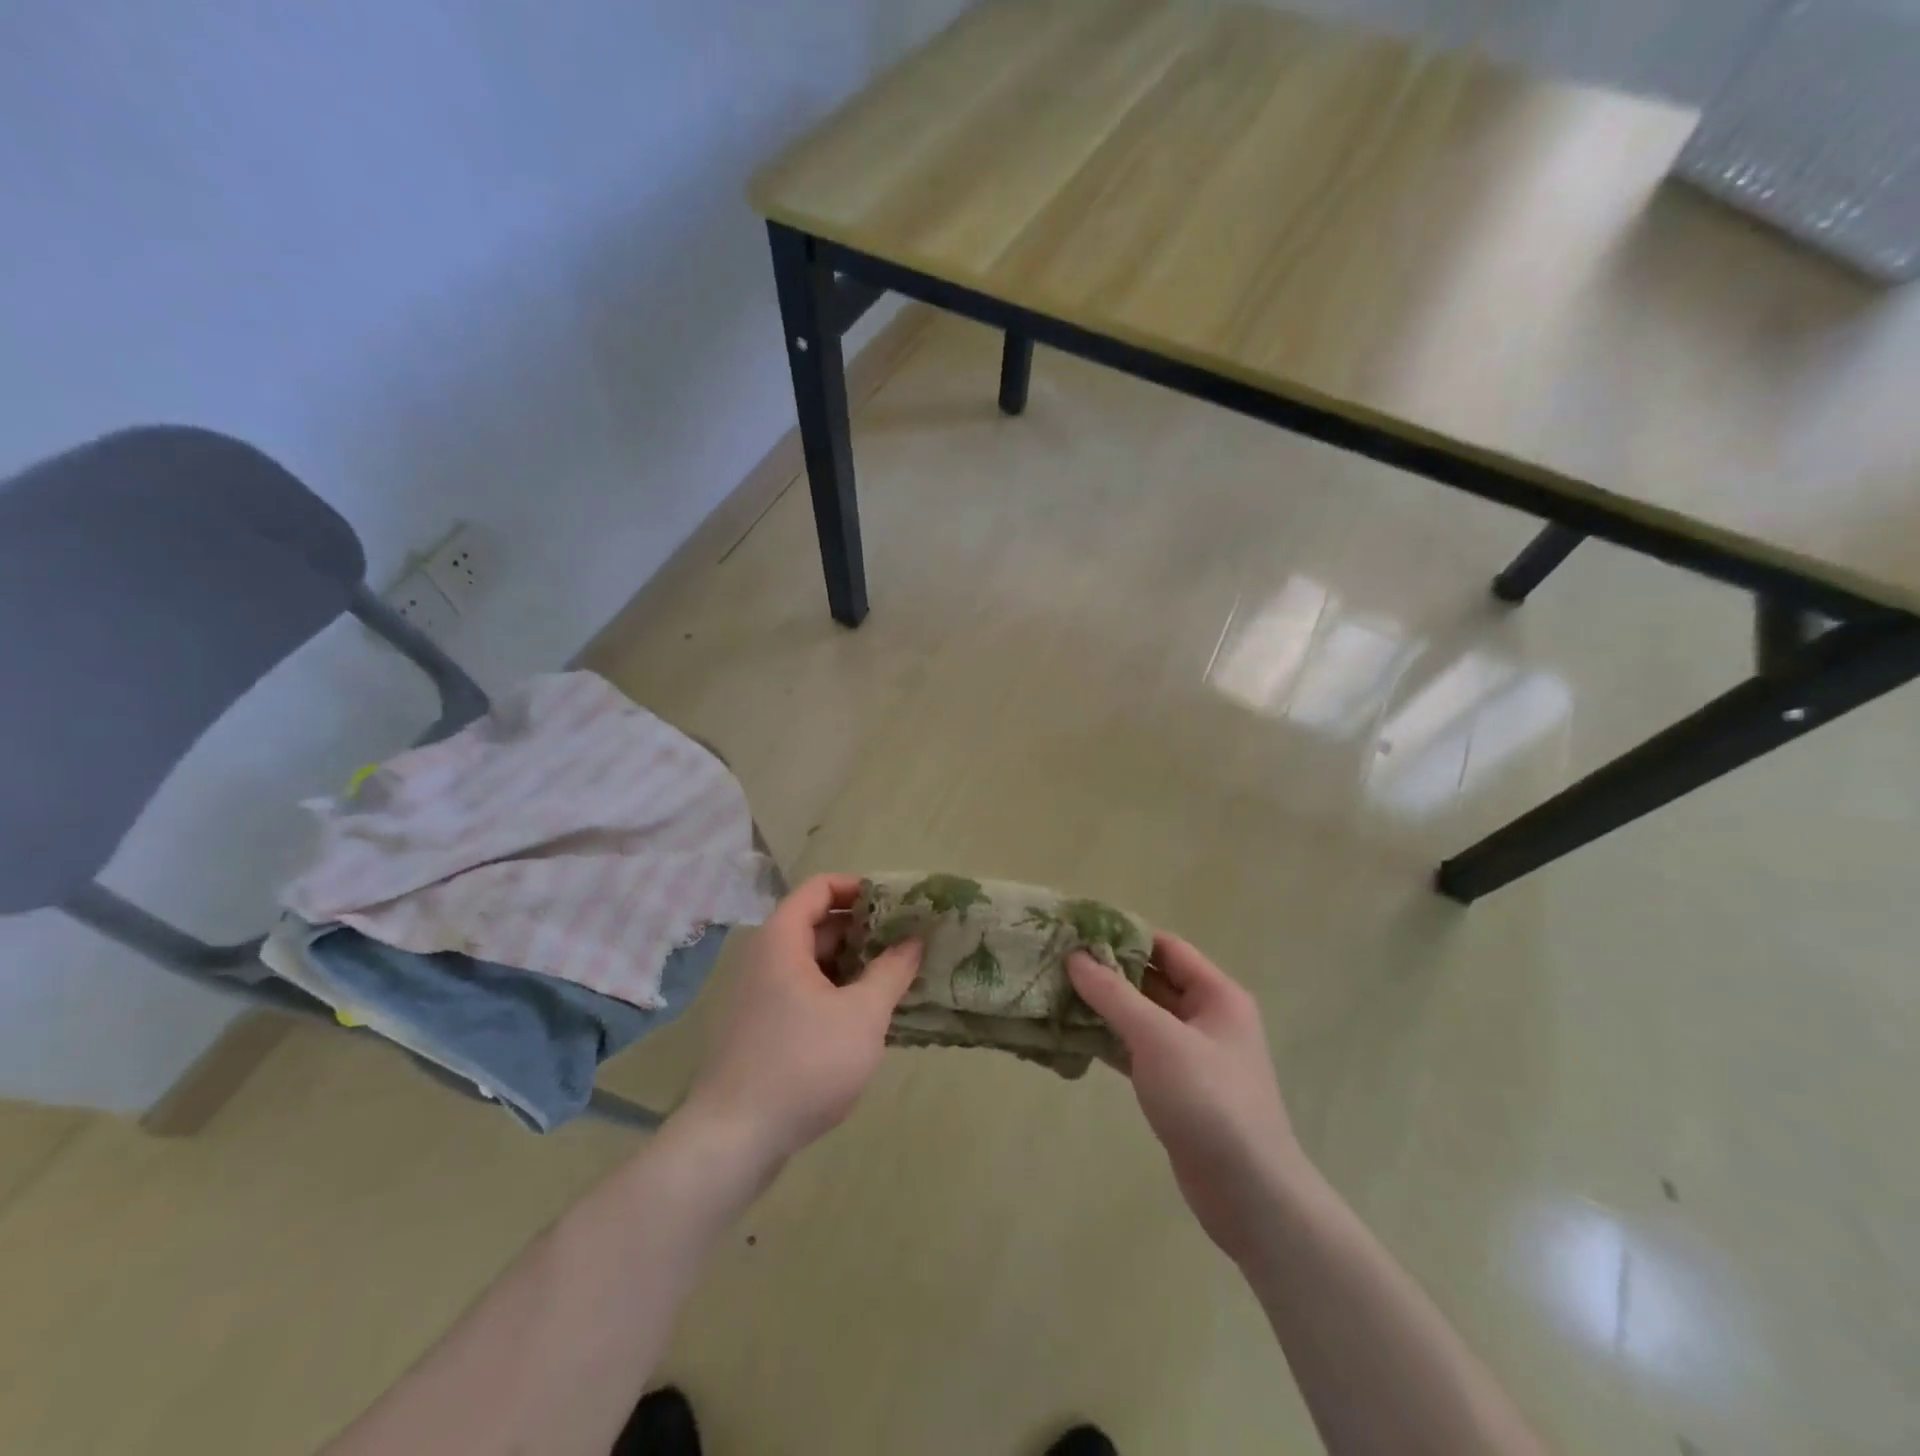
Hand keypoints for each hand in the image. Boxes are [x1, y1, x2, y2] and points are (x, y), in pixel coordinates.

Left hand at [682, 874, 921, 1165]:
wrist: (733, 1140)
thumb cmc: (804, 1064)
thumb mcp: (862, 1015)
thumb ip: (892, 971)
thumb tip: (914, 940)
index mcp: (782, 940)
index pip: (820, 887)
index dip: (859, 887)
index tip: (896, 904)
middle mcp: (764, 958)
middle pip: (816, 923)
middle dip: (863, 929)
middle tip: (906, 942)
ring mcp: (758, 994)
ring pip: (811, 961)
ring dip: (852, 963)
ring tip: (895, 978)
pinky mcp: (759, 1028)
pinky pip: (802, 991)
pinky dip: (834, 991)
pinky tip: (865, 1016)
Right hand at [1068, 935, 1304, 1266]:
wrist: (1249, 1193)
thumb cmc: (1209, 1100)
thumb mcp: (1158, 1038)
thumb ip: (1114, 995)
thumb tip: (1076, 956)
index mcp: (1217, 995)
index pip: (1166, 948)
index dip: (1125, 935)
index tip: (1078, 930)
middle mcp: (1207, 1018)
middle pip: (1152, 981)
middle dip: (1109, 972)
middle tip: (1058, 961)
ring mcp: (1193, 1056)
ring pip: (1142, 1018)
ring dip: (1104, 1008)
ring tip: (1056, 993)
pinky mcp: (1177, 1088)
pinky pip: (1138, 1051)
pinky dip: (1109, 1041)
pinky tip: (1073, 1037)